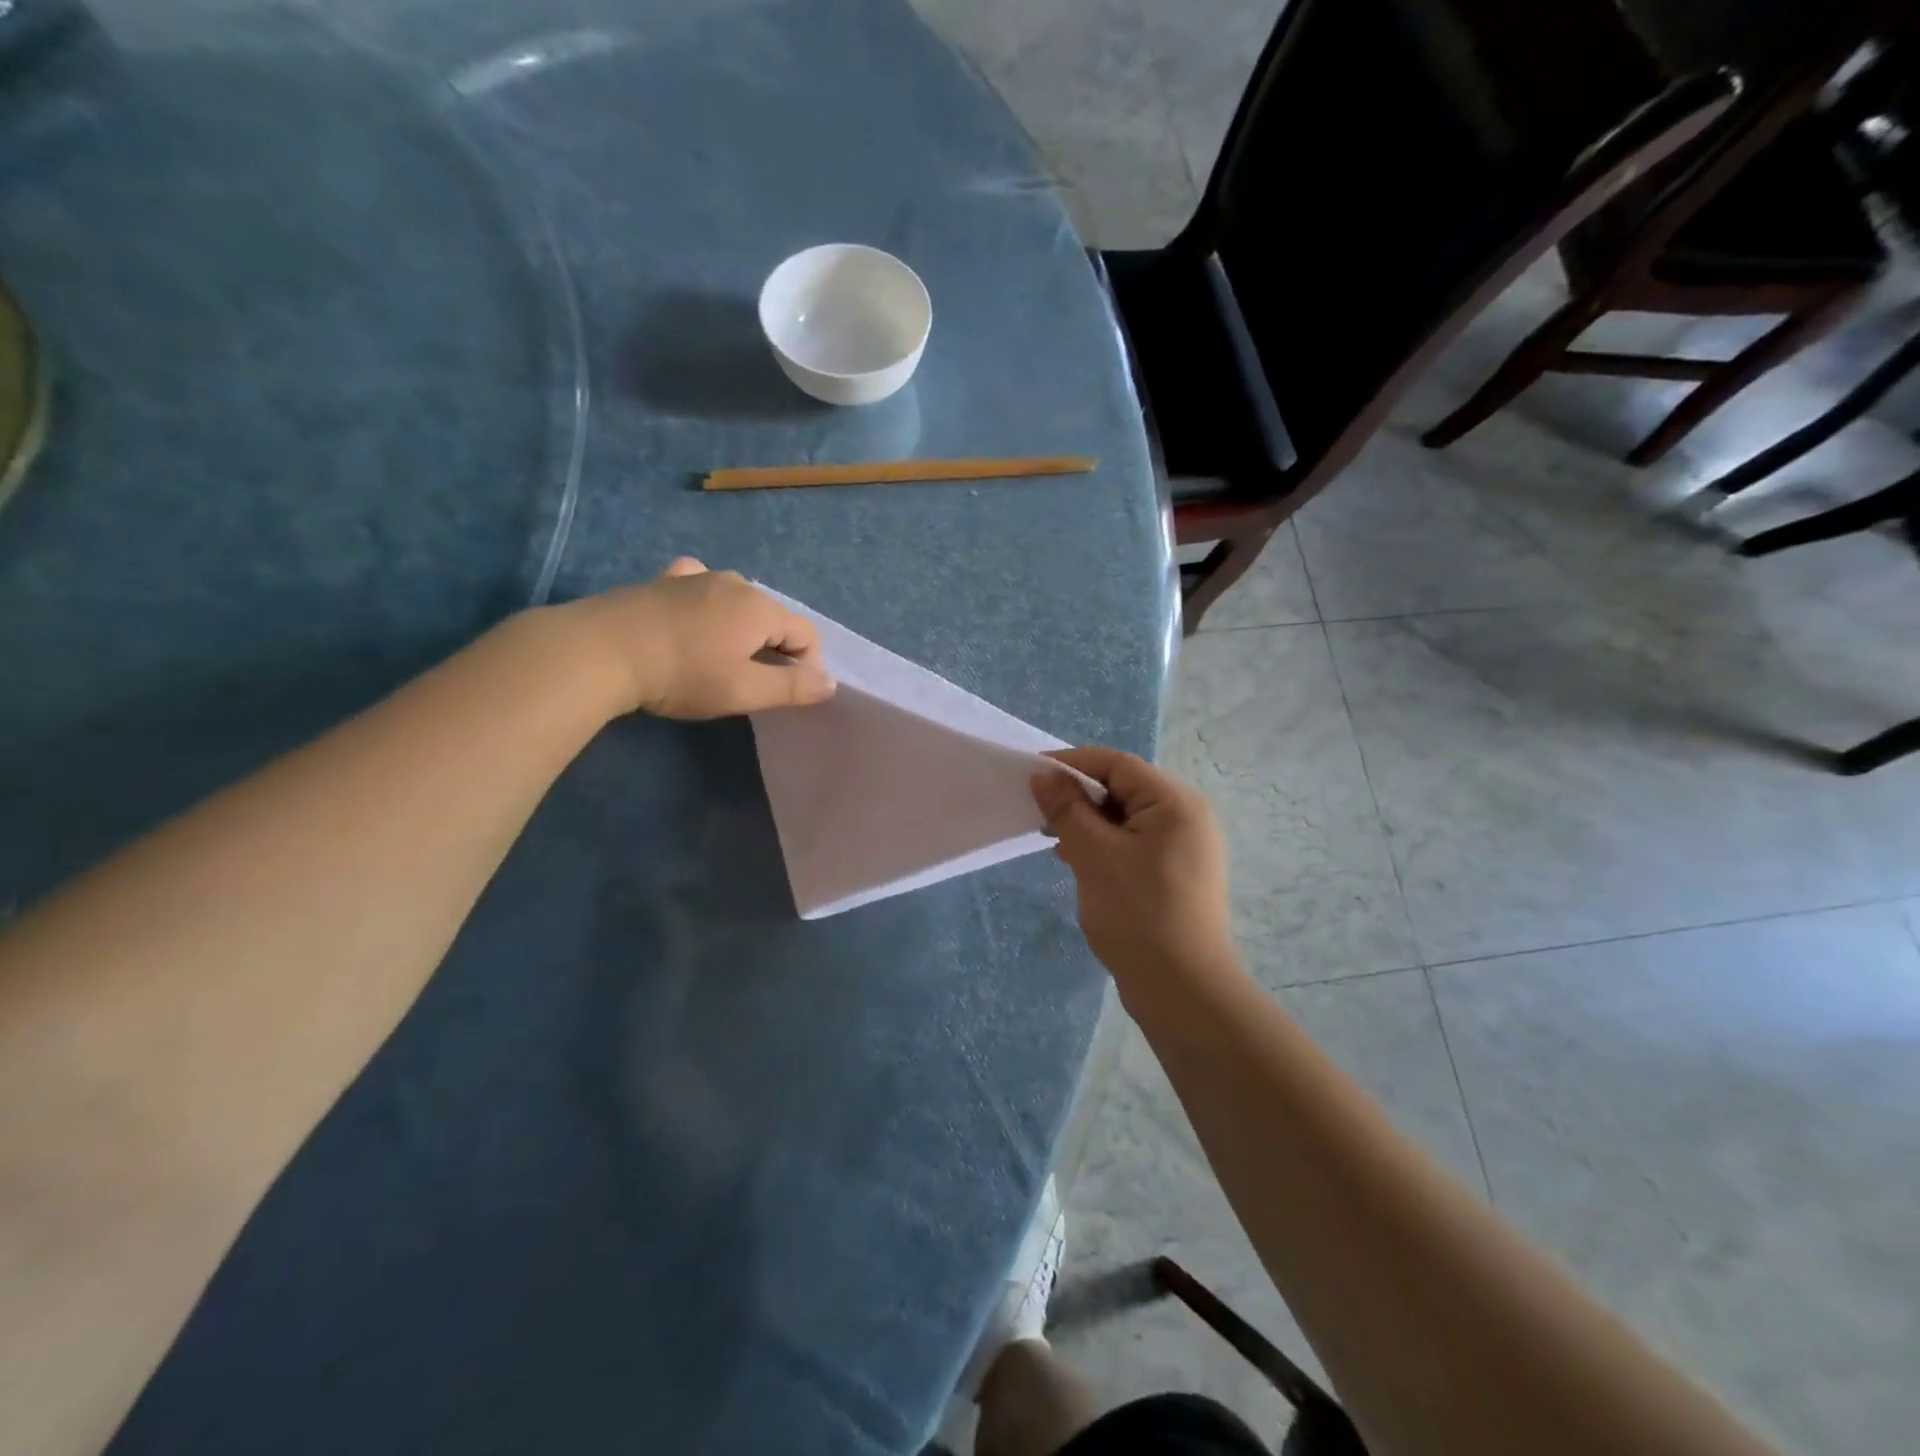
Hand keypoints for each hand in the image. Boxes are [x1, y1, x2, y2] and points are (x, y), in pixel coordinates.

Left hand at [558, 558, 836, 719]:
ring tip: (720, 657)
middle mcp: (735, 582)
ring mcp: (696, 577)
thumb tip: (831, 682)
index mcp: (760, 607)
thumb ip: (793, 687)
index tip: (786, 693)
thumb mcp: (744, 691)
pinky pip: (700, 585)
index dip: (807, 665)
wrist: (601, 651)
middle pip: (772, 616)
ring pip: (737, 601)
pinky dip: (708, 602)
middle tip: (751, 682)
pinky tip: (694, 616)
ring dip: (741, 628)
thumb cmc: (683, 675)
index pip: (805, 634)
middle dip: (774, 647)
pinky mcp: (663, 580)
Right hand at [1032, 747, 1238, 994]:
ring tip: (1055, 842)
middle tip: (1040, 815)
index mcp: (1176, 803)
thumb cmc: (1138, 913)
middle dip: (1079, 797)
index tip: (1032, 774)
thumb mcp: (1094, 855)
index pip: (1117, 765)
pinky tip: (1077, 863)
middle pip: (1124, 789)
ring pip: (1126, 819)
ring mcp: (1185, 848)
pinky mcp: (1176, 875)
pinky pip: (1134, 844)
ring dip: (1088, 823)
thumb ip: (1067, 809)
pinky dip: (1104, 846)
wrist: (1182, 991)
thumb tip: (1044, 775)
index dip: (1072, 764)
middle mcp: (1187, 817)